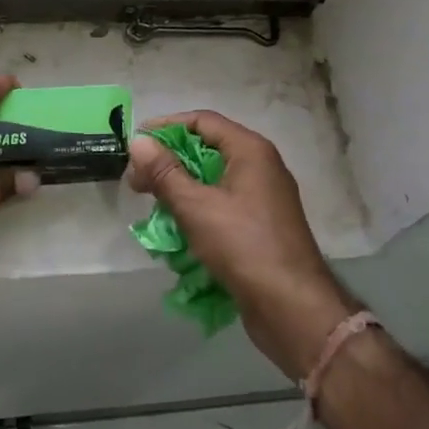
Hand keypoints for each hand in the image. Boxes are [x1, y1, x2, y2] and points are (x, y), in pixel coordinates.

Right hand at [127, 111, 354, 378]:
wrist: (292, 307)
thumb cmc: (244, 246)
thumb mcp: (196, 207)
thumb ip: (165, 173)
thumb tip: (138, 142)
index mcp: (251, 150)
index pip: (203, 121)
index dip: (166, 127)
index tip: (136, 144)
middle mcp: (261, 166)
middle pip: (208, 149)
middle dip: (170, 162)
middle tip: (137, 181)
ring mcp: (264, 197)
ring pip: (214, 180)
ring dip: (181, 189)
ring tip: (153, 207)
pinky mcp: (261, 225)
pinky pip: (223, 205)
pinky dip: (199, 210)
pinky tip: (177, 230)